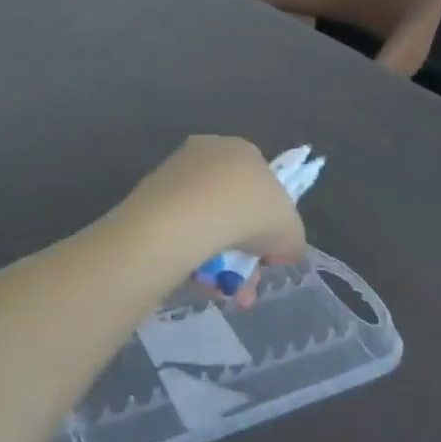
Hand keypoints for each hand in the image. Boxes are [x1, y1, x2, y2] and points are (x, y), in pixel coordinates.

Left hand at [127, 137, 307, 299]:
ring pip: (204, 223)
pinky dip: (190, 255)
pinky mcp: (149, 197)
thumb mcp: (291, 233)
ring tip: (221, 291)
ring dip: (217, 259)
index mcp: (245, 150)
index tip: (267, 253)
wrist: (189, 218)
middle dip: (241, 249)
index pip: (262, 185)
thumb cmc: (250, 213)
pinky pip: (178, 231)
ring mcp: (174, 173)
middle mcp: (208, 153)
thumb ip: (290, 242)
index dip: (268, 221)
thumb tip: (279, 253)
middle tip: (244, 283)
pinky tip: (198, 281)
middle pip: (231, 207)